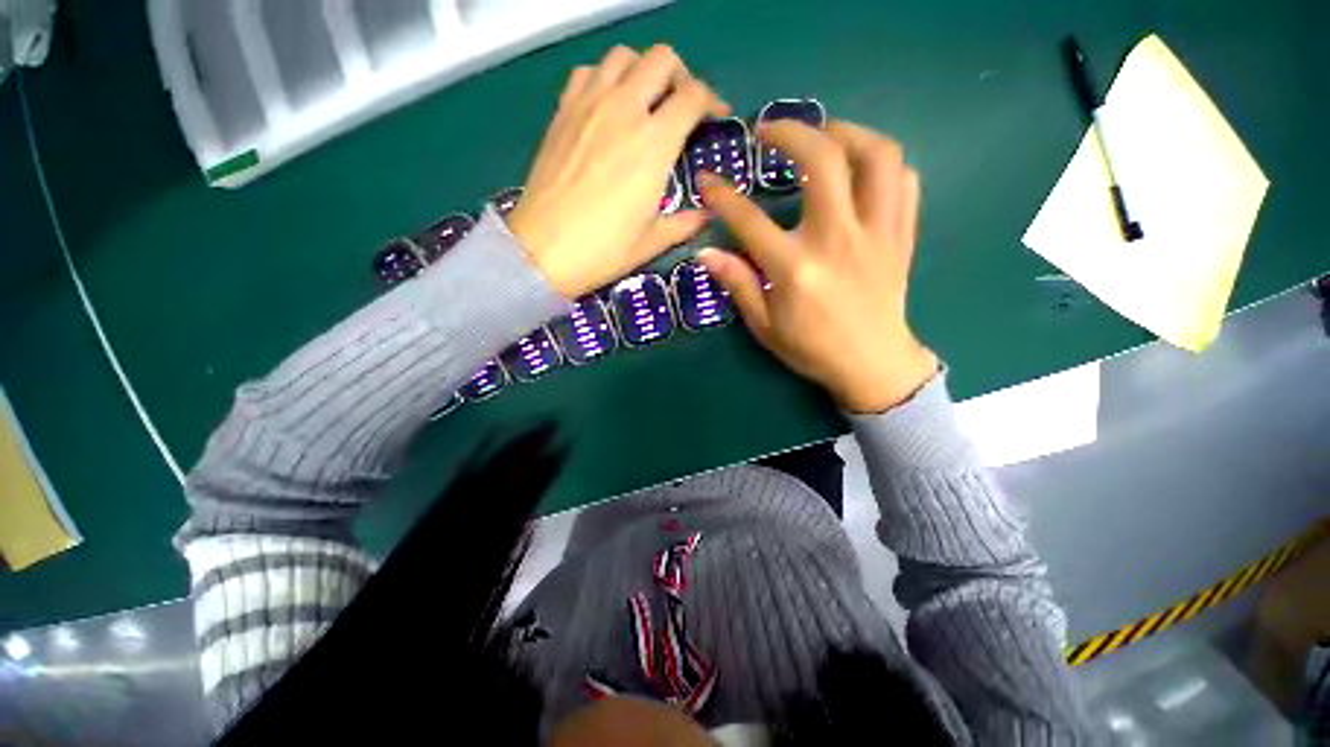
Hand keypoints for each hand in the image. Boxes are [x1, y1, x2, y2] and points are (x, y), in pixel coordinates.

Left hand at [507, 45, 728, 297]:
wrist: (544, 250)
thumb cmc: (603, 250)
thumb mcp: (652, 242)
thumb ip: (685, 224)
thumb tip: (708, 216)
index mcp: (654, 144)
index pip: (693, 97)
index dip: (712, 101)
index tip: (715, 117)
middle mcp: (624, 110)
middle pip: (661, 60)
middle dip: (681, 77)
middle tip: (681, 106)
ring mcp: (589, 105)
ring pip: (624, 56)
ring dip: (642, 71)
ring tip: (645, 102)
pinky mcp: (563, 111)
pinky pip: (588, 72)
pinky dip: (605, 78)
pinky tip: (607, 106)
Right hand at [698, 121, 937, 413]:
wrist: (872, 364)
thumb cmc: (813, 349)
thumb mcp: (765, 326)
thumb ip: (738, 285)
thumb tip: (706, 253)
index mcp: (797, 269)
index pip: (750, 221)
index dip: (723, 196)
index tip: (708, 181)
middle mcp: (838, 240)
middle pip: (823, 160)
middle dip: (791, 132)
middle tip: (770, 131)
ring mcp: (877, 233)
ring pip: (877, 156)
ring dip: (846, 133)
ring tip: (822, 136)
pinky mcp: (901, 236)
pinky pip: (904, 181)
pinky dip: (882, 164)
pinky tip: (861, 170)